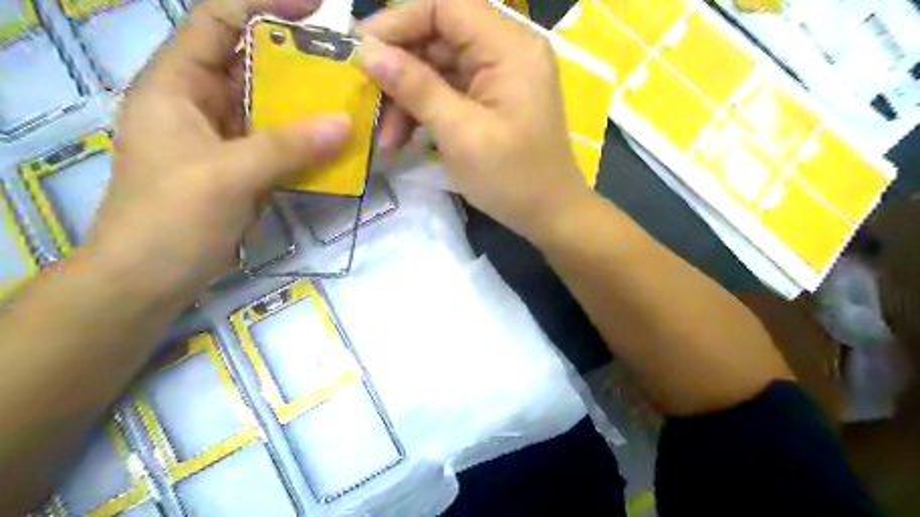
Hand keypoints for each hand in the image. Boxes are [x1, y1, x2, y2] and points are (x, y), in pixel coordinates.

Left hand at [89, 0, 351, 289]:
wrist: (150, 279)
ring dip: (307, 104)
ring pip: (270, 107)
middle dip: (298, 60)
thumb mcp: (227, 176)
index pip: (216, 22)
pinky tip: (335, 144)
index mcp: (176, 86)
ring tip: (350, 102)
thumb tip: (346, 123)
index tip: (316, 10)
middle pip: (251, 64)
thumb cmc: (172, 219)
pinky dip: (306, 141)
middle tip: (347, 65)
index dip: (264, 5)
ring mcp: (223, 137)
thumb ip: (287, 147)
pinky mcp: (241, 167)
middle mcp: (199, 103)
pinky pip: (279, 143)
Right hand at [355, 1, 592, 243]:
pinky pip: (450, 92)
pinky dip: (425, 112)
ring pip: (439, 69)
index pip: (445, 6)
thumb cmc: (512, 178)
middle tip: (367, 103)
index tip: (360, 51)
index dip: (398, 22)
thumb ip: (416, 88)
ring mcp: (500, 76)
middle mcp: (507, 50)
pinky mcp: (492, 100)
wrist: (550, 215)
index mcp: (509, 47)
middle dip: (399, 72)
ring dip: (408, 99)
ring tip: (386, 140)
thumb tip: (368, 51)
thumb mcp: (460, 134)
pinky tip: (403, 138)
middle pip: (438, 38)